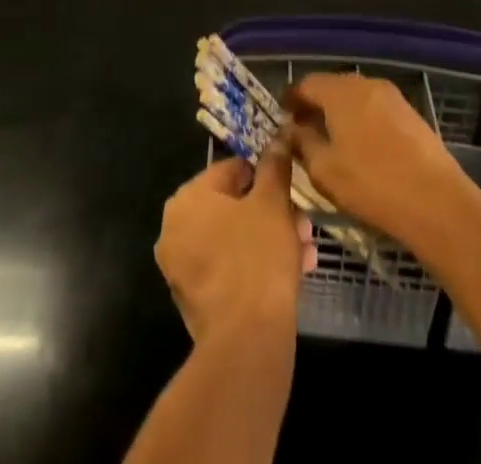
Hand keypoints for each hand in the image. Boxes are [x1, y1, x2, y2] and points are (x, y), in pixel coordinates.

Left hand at [155, 151, 311, 344]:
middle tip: (302, 224)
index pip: (230, 170)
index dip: (264, 176)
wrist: (246, 342)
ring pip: (234, 241)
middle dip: (272, 214)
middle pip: (233, 208)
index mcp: (187, 198)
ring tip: (305, 251)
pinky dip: (256, 268)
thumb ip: (274, 167)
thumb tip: (277, 138)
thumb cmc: (257, 257)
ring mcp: (182, 268)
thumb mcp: (272, 203)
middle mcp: (175, 229)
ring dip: (270, 240)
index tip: (290, 188)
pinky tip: (292, 275)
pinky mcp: (196, 302)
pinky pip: (230, 271)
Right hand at [286, 72, 475, 246]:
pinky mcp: (411, 114)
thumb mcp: (324, 170)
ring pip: (356, 98)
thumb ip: (302, 144)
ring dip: (340, 114)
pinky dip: (362, 121)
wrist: (438, 203)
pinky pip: (376, 109)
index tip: (283, 118)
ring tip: (333, 142)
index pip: (306, 84)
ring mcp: (392, 97)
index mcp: (340, 91)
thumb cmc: (372, 185)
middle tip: (304, 131)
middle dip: (316, 105)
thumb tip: (291, 130)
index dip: (292, 99)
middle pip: (332, 87)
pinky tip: (363, 149)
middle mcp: (365, 84)